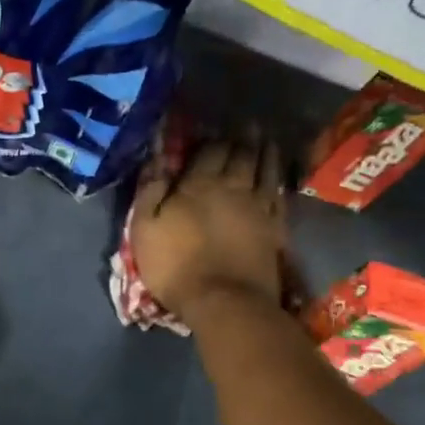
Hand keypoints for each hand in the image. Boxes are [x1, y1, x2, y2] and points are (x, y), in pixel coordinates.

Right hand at [129, 138, 284, 317]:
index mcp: (198, 185)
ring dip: (266, 151)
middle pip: (241, 155)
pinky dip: (278, 180)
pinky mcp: (274, 229)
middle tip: (248, 123)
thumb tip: (156, 155)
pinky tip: (278, 177)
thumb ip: (150, 189)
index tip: (215, 125)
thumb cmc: (175, 266)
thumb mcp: (145, 228)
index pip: (210, 150)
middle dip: (243, 137)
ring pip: (265, 170)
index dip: (213, 137)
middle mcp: (232, 188)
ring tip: (267, 139)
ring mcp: (258, 208)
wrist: (224, 302)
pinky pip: (279, 195)